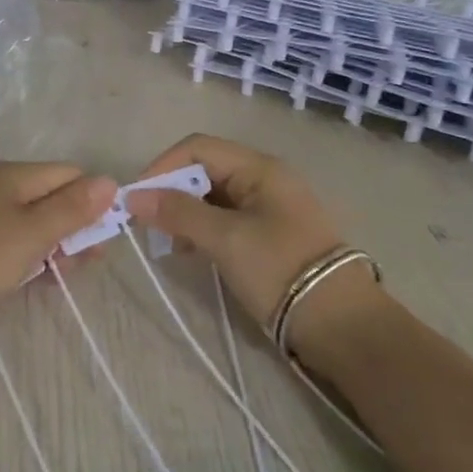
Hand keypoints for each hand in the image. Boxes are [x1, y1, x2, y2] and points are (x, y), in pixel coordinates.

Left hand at [0, 161, 117, 354]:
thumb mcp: (32, 233)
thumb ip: (72, 209)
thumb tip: (110, 180)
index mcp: (15, 175)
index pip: (70, 174)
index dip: (93, 201)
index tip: (104, 238)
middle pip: (52, 197)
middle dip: (74, 227)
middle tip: (84, 264)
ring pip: (31, 223)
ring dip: (52, 246)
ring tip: (59, 277)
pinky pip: (10, 241)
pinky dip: (27, 257)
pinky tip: (32, 279)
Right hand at [126, 134, 387, 355]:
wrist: (339, 323)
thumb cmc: (280, 269)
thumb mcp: (225, 239)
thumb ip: (179, 213)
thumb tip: (133, 196)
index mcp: (259, 168)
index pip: (197, 148)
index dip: (162, 167)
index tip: (136, 200)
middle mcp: (264, 178)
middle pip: (204, 169)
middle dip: (171, 192)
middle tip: (148, 224)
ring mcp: (269, 207)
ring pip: (212, 196)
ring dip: (185, 213)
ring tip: (169, 243)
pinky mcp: (269, 234)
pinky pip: (225, 218)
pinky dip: (202, 229)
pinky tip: (192, 251)